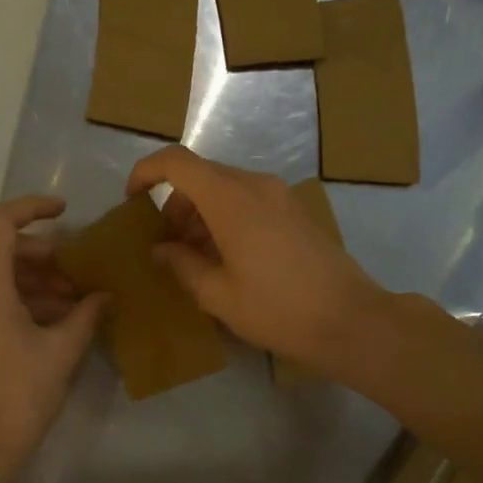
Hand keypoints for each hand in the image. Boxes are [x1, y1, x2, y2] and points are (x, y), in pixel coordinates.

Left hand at [0, 195, 106, 468]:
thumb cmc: (18, 395)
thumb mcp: (61, 351)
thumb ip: (86, 315)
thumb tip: (105, 295)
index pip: (2, 222)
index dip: (33, 208)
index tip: (66, 212)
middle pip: (4, 251)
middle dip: (47, 257)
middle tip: (82, 275)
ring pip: (0, 277)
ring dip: (39, 282)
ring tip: (77, 304)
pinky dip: (23, 301)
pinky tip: (57, 322)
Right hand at [125, 146, 387, 371]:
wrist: (350, 320)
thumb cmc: (277, 309)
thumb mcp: (218, 295)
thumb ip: (181, 265)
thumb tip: (161, 249)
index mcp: (230, 199)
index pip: (176, 162)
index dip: (146, 173)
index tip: (132, 201)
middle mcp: (255, 185)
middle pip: (201, 175)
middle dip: (175, 204)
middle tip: (166, 246)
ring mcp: (280, 195)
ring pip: (225, 188)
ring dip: (201, 213)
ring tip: (195, 258)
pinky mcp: (296, 211)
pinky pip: (249, 200)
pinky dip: (226, 217)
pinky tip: (228, 258)